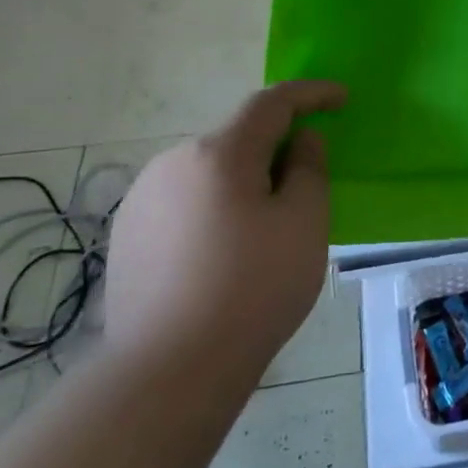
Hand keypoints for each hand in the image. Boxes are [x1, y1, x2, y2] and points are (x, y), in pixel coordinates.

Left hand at [105, 80, 346, 374]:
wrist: (168, 373)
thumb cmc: (253, 290)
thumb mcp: (305, 223)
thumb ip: (309, 168)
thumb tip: (300, 141)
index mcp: (219, 153)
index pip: (272, 102)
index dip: (311, 93)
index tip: (342, 98)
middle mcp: (173, 162)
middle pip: (238, 138)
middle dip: (275, 149)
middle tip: (305, 186)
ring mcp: (142, 199)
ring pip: (209, 171)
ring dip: (242, 181)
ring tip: (263, 229)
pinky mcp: (126, 235)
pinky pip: (184, 201)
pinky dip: (213, 208)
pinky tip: (222, 253)